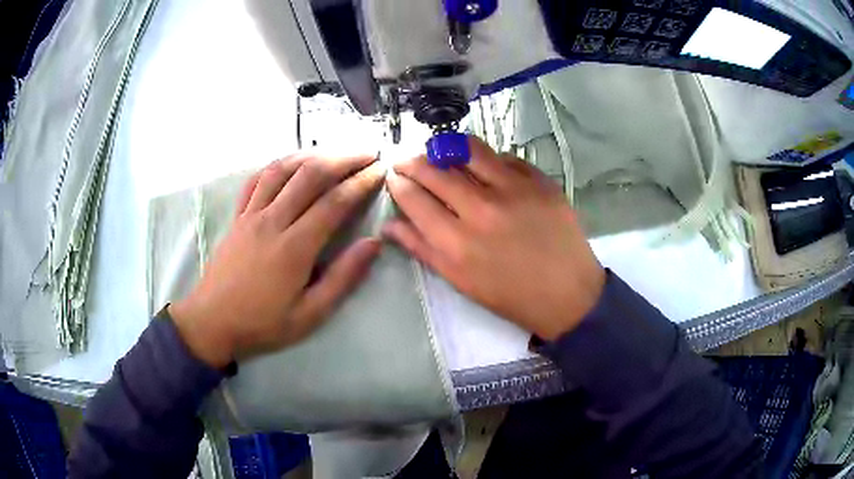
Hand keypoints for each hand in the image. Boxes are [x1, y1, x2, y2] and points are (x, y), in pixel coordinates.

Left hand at [169, 153, 384, 367]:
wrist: (212, 322)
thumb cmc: (263, 323)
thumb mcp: (310, 314)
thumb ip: (343, 278)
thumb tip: (373, 244)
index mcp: (294, 247)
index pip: (334, 202)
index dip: (361, 182)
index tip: (380, 171)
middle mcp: (272, 221)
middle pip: (310, 175)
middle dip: (343, 159)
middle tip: (367, 154)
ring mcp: (251, 215)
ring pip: (282, 169)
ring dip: (312, 155)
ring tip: (334, 153)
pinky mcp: (237, 216)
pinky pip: (256, 180)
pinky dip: (277, 166)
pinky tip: (290, 165)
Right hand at [384, 137, 604, 340]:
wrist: (567, 294)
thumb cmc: (510, 294)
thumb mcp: (460, 281)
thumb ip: (422, 249)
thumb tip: (389, 225)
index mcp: (456, 242)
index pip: (414, 198)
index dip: (398, 182)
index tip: (394, 176)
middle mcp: (481, 209)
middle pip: (435, 170)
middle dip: (413, 161)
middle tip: (408, 161)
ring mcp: (513, 190)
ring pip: (468, 150)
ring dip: (447, 147)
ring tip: (441, 152)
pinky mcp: (539, 181)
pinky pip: (504, 157)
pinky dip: (487, 158)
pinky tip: (483, 166)